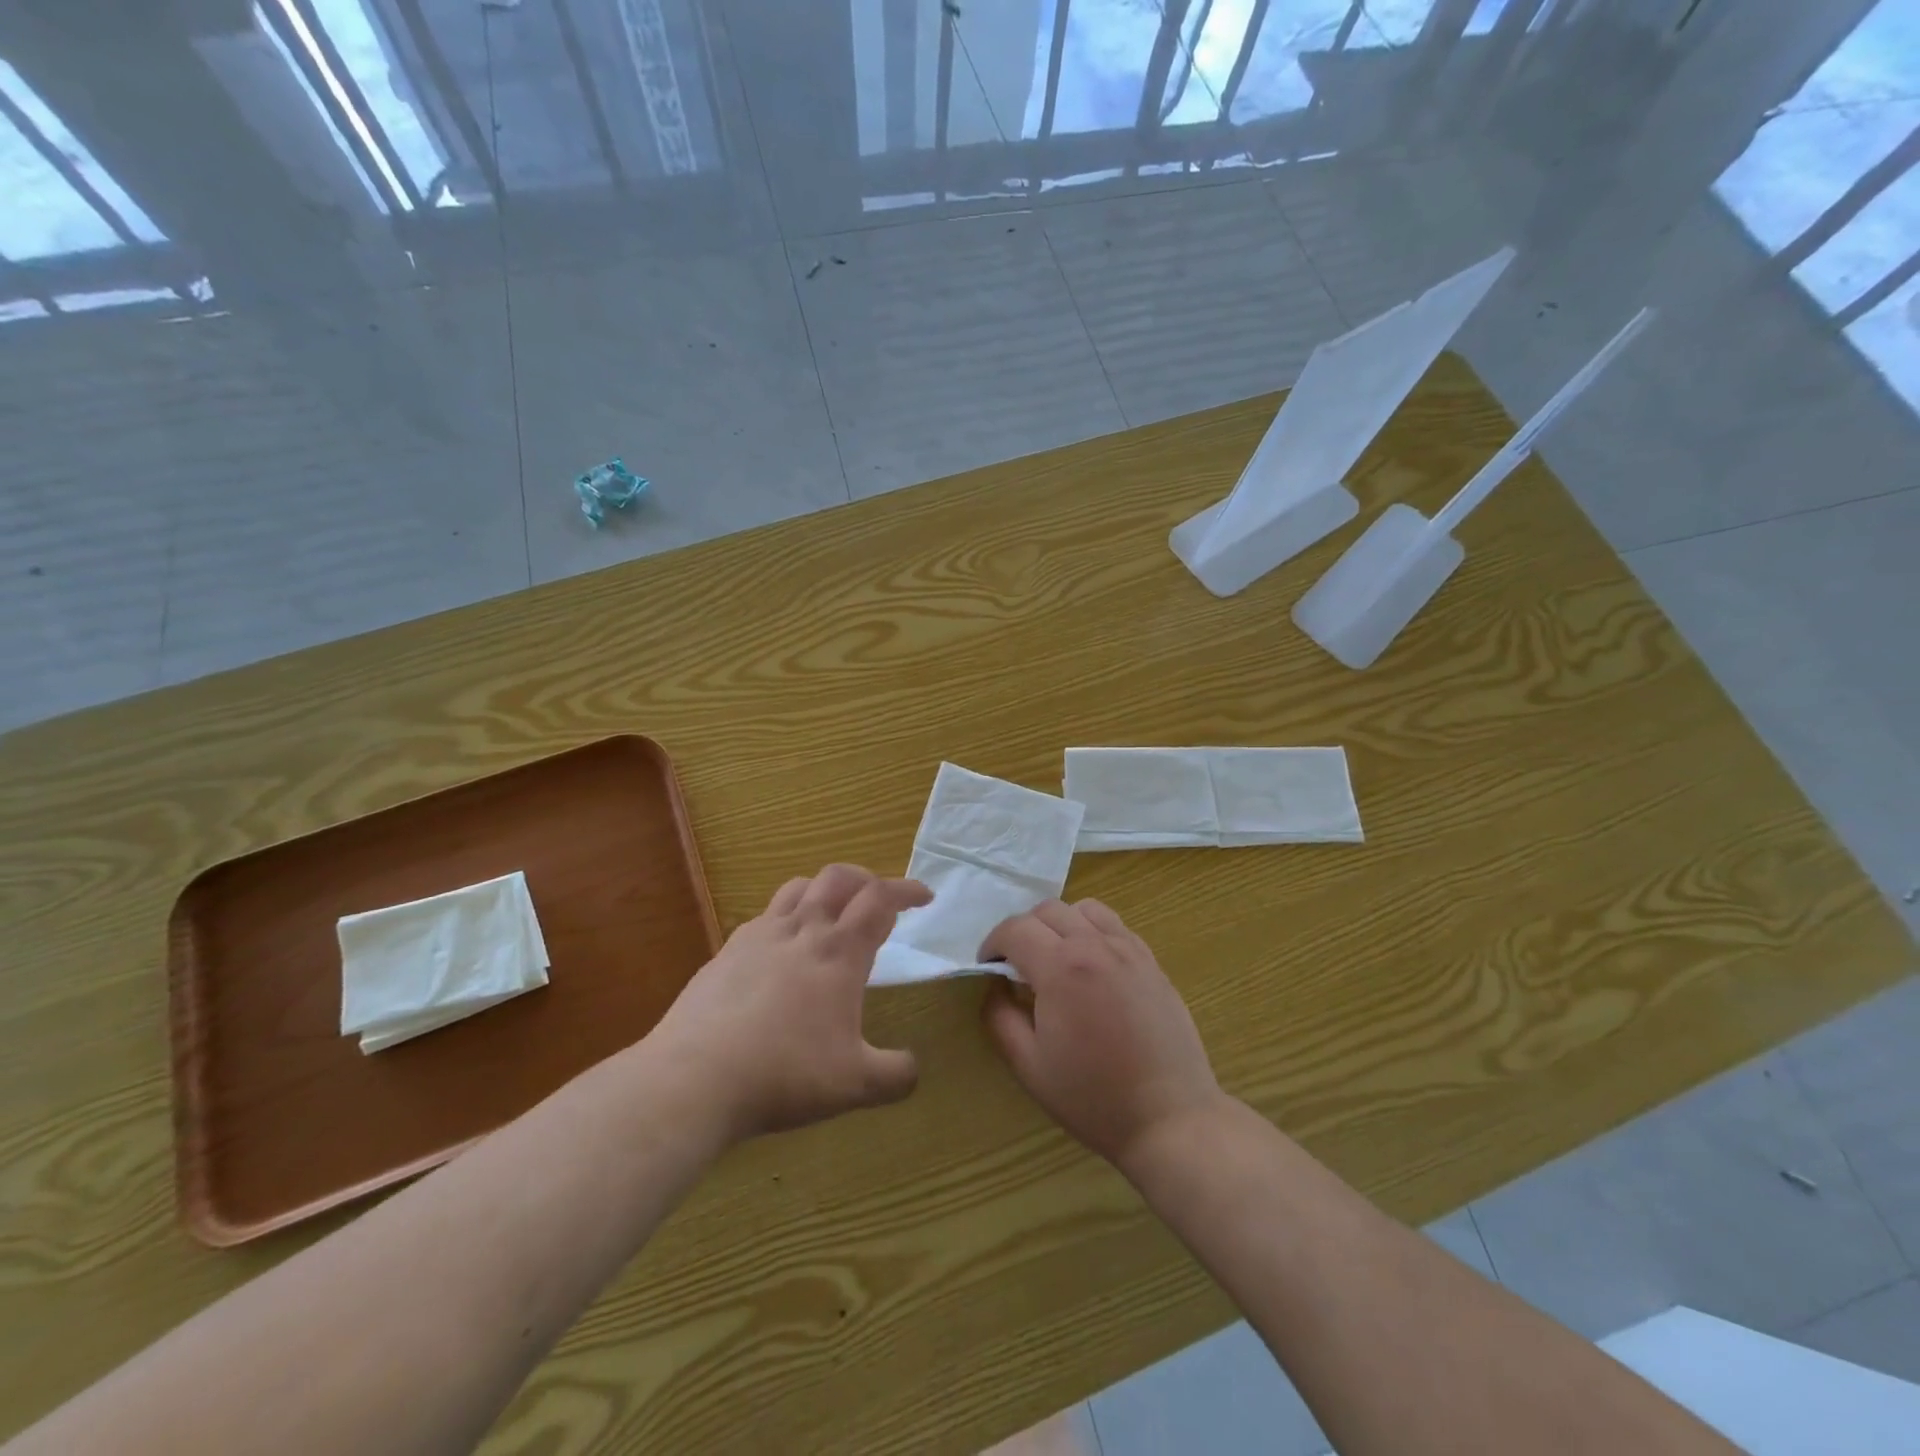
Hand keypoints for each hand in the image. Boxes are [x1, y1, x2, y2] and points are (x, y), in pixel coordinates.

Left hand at [652, 865, 928, 1141]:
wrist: (695, 1077)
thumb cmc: (785, 1074)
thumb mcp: (855, 1085)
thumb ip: (896, 1075)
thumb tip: (914, 1069)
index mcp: (840, 952)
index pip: (881, 899)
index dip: (907, 890)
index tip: (925, 897)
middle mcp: (803, 930)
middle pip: (839, 877)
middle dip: (867, 880)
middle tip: (878, 902)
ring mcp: (760, 936)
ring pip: (799, 887)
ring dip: (825, 891)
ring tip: (832, 915)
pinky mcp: (727, 950)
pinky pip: (765, 916)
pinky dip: (787, 918)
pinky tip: (783, 951)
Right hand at [980, 899, 1223, 1170]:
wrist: (1169, 1118)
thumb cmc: (1093, 1097)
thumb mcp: (1029, 1066)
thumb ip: (1000, 1017)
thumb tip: (996, 986)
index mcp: (1061, 967)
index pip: (1015, 929)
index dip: (992, 944)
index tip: (988, 968)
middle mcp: (1095, 945)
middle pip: (1047, 910)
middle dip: (1022, 931)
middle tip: (1017, 966)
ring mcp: (1129, 949)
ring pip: (1083, 909)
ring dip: (1059, 924)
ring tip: (1055, 958)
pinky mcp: (1152, 961)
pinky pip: (1114, 926)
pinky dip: (1092, 931)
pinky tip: (1091, 966)